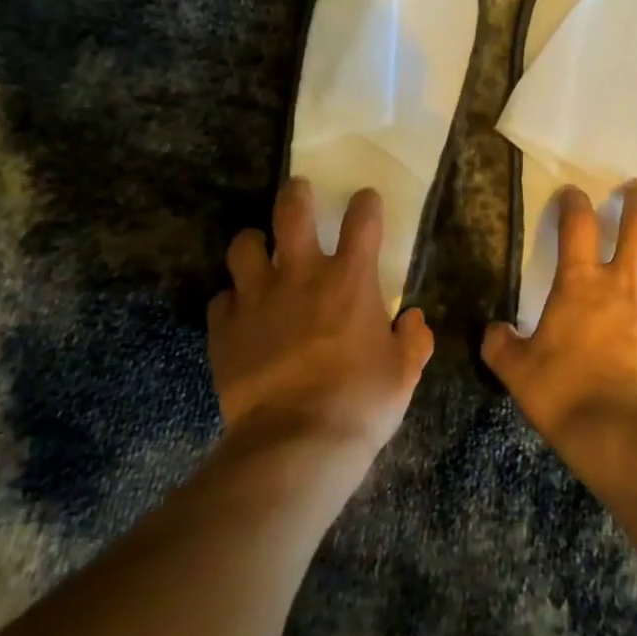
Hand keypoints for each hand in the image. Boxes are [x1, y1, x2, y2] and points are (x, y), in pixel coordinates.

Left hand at [208, 178, 434, 455]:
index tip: (365, 201)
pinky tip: (240, 314)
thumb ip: (414, 340)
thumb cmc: (361, 402)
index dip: (365, 203)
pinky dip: (232, 301)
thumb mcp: (404, 373)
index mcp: (350, 280)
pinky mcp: (225, 328)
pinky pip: (222, 299)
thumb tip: (414, 321)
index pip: (362, 219)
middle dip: (296, 194)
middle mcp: (301, 275)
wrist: (297, 443)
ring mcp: (257, 298)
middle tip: (299, 193)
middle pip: (291, 210)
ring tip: (260, 254)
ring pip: (244, 245)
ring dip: (254, 244)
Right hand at [481, 181, 636, 454]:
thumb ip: (502, 346)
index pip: (577, 224)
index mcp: (582, 283)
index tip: (572, 193)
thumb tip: (492, 332)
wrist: (627, 436)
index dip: (573, 202)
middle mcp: (628, 283)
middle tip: (635, 189)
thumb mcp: (519, 373)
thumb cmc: (566, 395)